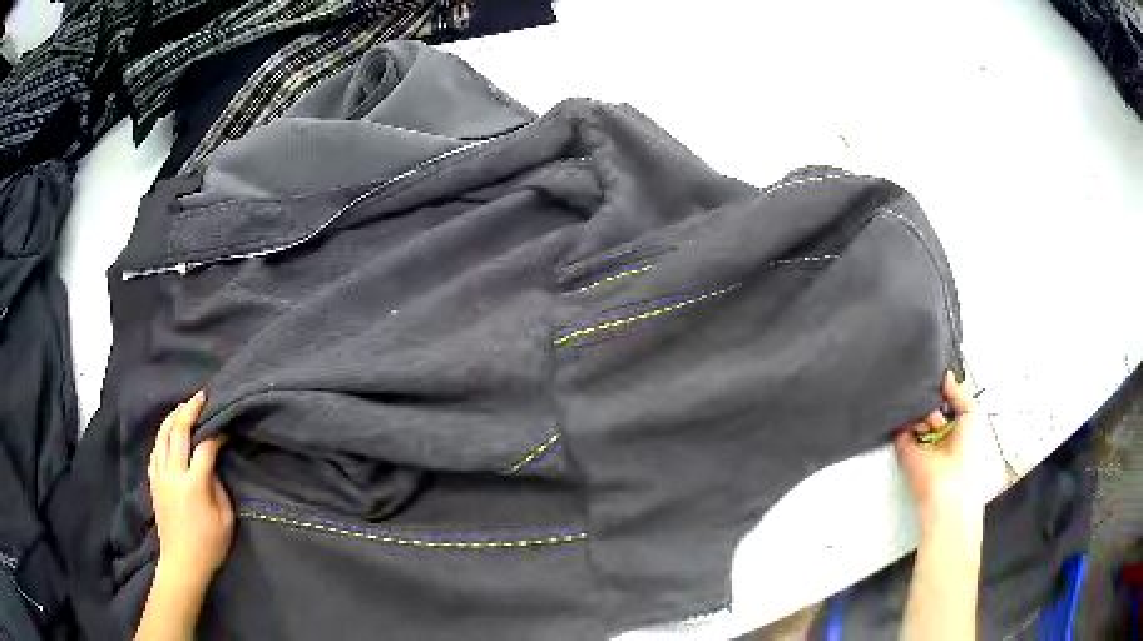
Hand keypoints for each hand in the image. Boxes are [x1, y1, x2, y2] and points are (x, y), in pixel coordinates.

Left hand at [148, 391, 233, 590]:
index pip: (205, 447)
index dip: (217, 433)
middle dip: (190, 410)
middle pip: (178, 430)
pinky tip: (168, 433)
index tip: (226, 427)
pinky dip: (162, 436)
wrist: (182, 562)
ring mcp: (160, 476)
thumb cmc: (209, 545)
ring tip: (183, 407)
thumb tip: (213, 466)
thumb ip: (219, 488)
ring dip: (173, 417)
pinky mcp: (153, 481)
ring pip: (162, 435)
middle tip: (201, 396)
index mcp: (194, 484)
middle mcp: (174, 473)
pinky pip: (155, 450)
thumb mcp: (225, 520)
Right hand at [894, 371, 983, 532]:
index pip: (948, 399)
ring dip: (927, 413)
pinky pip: (903, 425)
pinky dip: (911, 421)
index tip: (945, 383)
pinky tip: (922, 427)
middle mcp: (940, 432)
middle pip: (932, 403)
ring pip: (919, 411)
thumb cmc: (967, 454)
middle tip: (942, 411)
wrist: (948, 481)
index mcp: (957, 425)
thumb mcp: (972, 412)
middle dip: (936, 400)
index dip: (946, 390)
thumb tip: (947, 377)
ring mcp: (923, 439)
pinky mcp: (906, 447)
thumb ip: (959, 391)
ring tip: (934, 424)